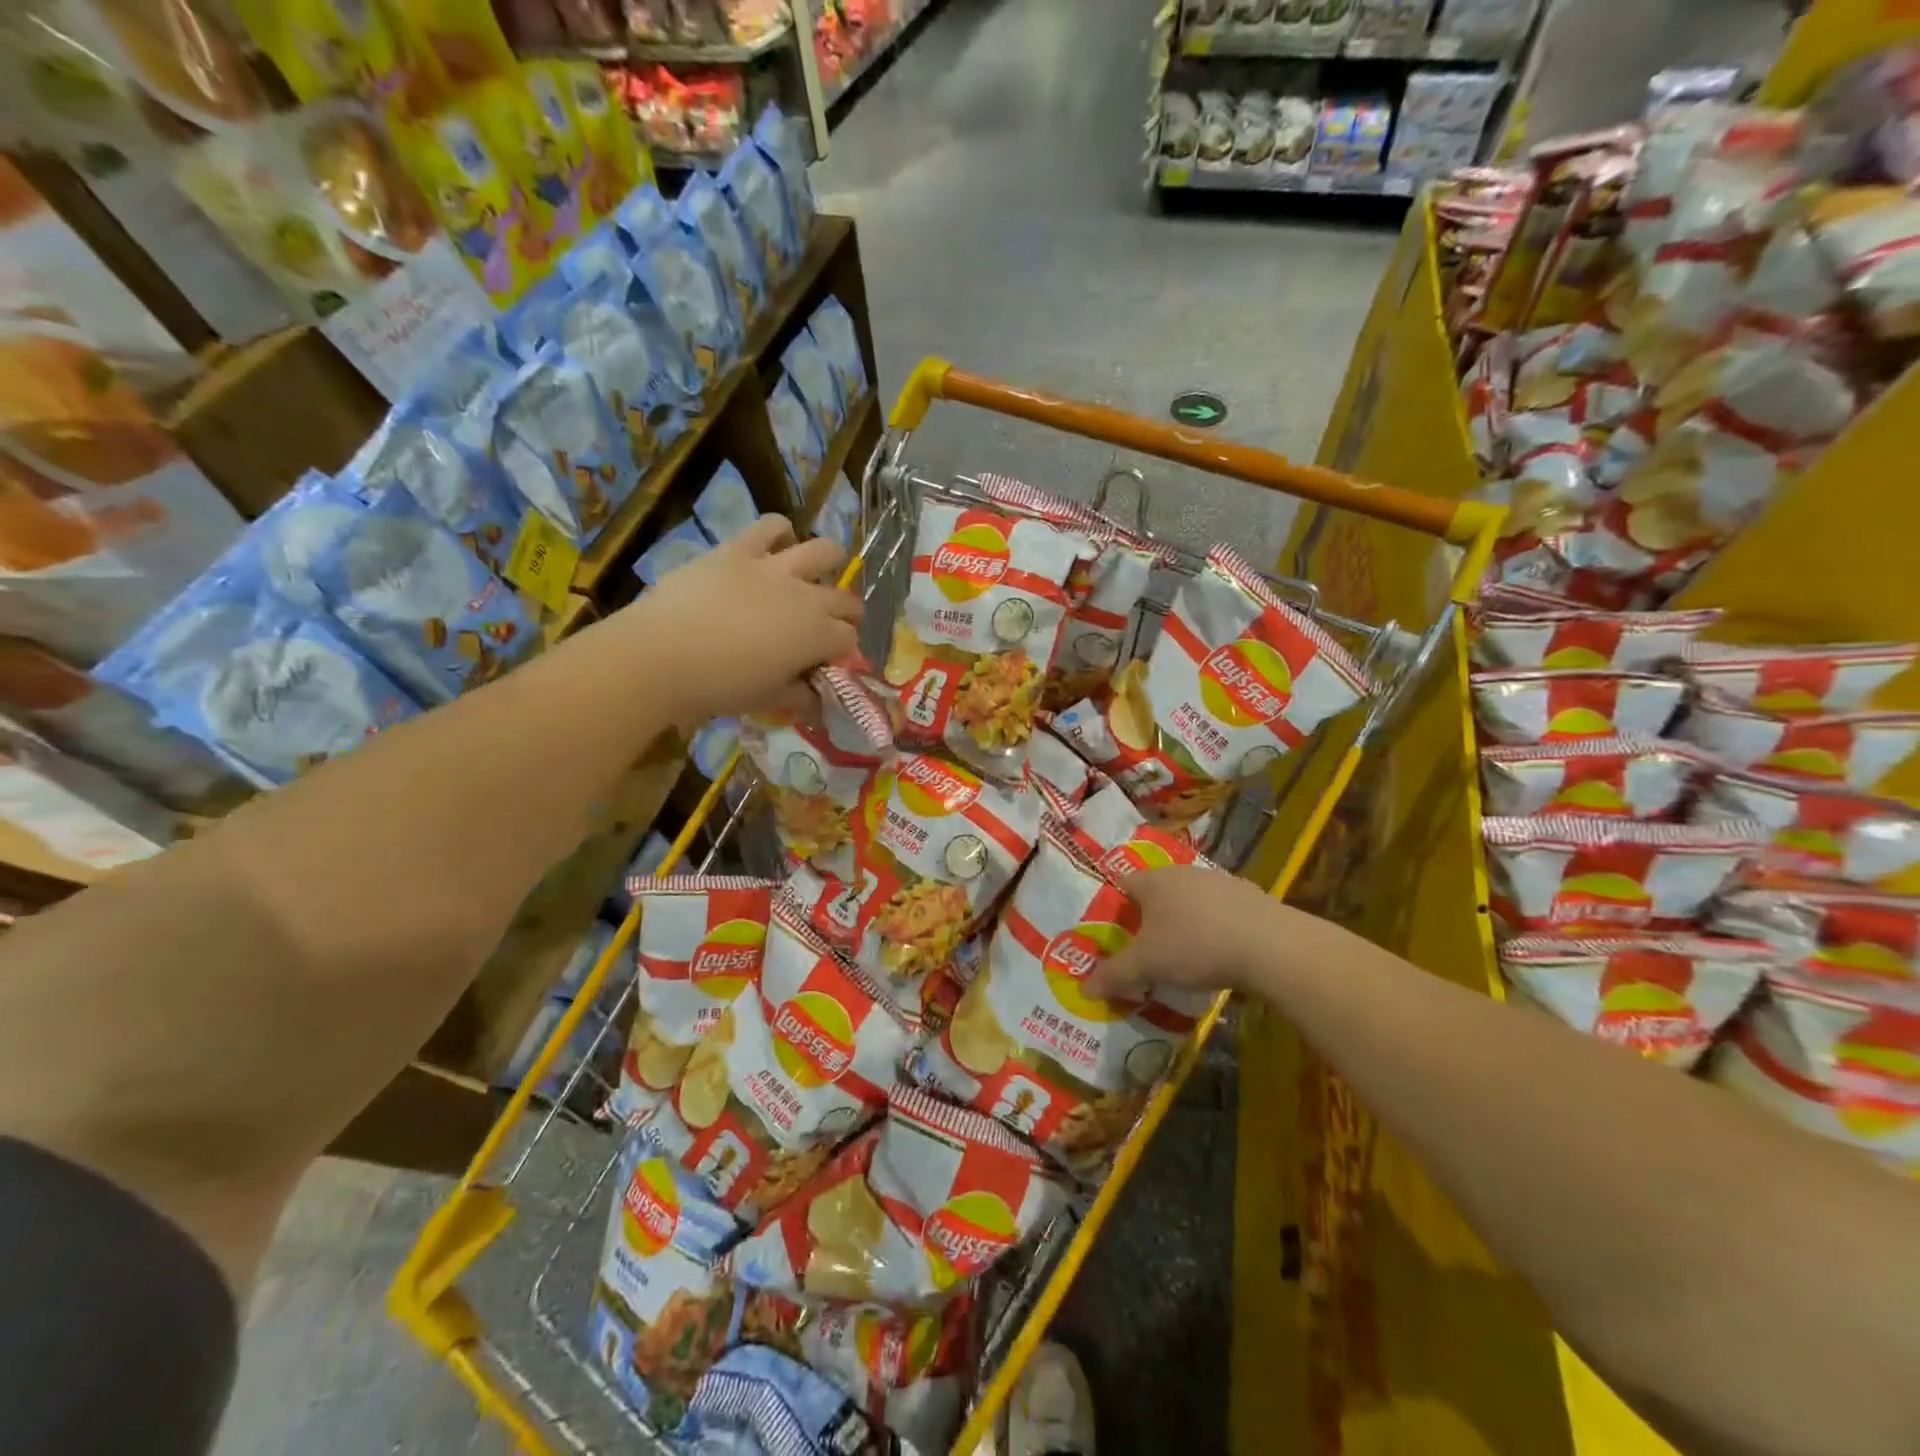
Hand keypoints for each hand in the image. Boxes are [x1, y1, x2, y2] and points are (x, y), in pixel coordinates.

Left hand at [617, 516, 861, 721]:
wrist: (661, 655)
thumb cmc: (719, 686)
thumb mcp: (767, 700)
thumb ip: (800, 697)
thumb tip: (816, 700)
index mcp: (818, 636)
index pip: (849, 638)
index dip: (842, 650)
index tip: (826, 661)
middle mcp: (807, 596)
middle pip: (846, 599)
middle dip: (846, 613)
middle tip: (826, 625)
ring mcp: (774, 567)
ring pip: (824, 551)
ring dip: (828, 564)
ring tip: (812, 575)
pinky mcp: (739, 549)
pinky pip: (771, 526)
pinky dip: (780, 533)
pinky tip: (776, 546)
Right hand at [1086, 865, 1279, 1000]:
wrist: (1270, 945)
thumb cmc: (1195, 945)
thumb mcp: (1148, 965)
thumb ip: (1115, 974)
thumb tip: (1084, 988)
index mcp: (1153, 880)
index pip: (1123, 884)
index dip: (1116, 908)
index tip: (1116, 934)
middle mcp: (1182, 872)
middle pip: (1157, 892)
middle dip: (1150, 918)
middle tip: (1146, 949)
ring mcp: (1218, 881)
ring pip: (1189, 900)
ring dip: (1183, 922)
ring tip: (1184, 956)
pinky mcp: (1249, 896)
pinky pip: (1219, 911)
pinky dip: (1213, 928)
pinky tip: (1219, 954)